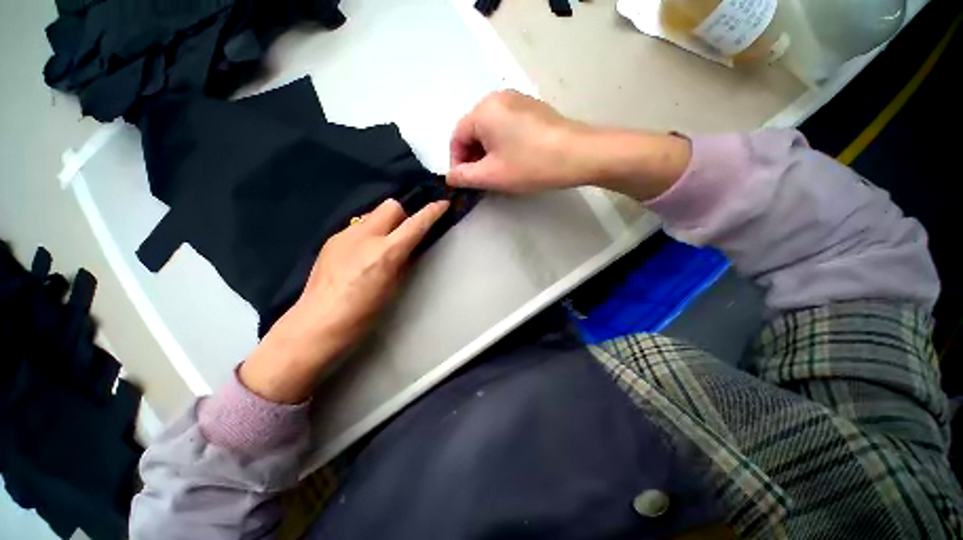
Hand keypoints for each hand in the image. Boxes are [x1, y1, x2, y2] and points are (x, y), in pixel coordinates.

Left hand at [239, 199, 449, 403]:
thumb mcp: (394, 288)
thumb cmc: (363, 314)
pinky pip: (358, 227)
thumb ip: (404, 261)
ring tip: (380, 246)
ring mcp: (345, 235)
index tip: (443, 204)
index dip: (432, 212)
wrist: (317, 323)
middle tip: (403, 234)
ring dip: (384, 224)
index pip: (416, 223)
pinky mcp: (331, 240)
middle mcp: (365, 236)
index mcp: (386, 253)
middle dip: (403, 215)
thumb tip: (410, 245)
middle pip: (391, 205)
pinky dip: (367, 234)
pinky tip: (360, 255)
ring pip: (373, 214)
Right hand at [447, 91, 691, 200]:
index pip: (457, 137)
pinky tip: (514, 160)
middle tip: (482, 180)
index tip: (465, 183)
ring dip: (488, 153)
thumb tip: (450, 177)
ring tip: (498, 173)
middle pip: (473, 131)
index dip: (457, 162)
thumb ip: (464, 176)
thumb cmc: (530, 165)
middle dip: (473, 158)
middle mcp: (497, 98)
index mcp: (483, 110)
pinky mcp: (532, 109)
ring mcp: (518, 100)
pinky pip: (507, 126)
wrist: (579, 154)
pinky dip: (503, 144)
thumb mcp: (492, 175)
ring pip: (491, 130)